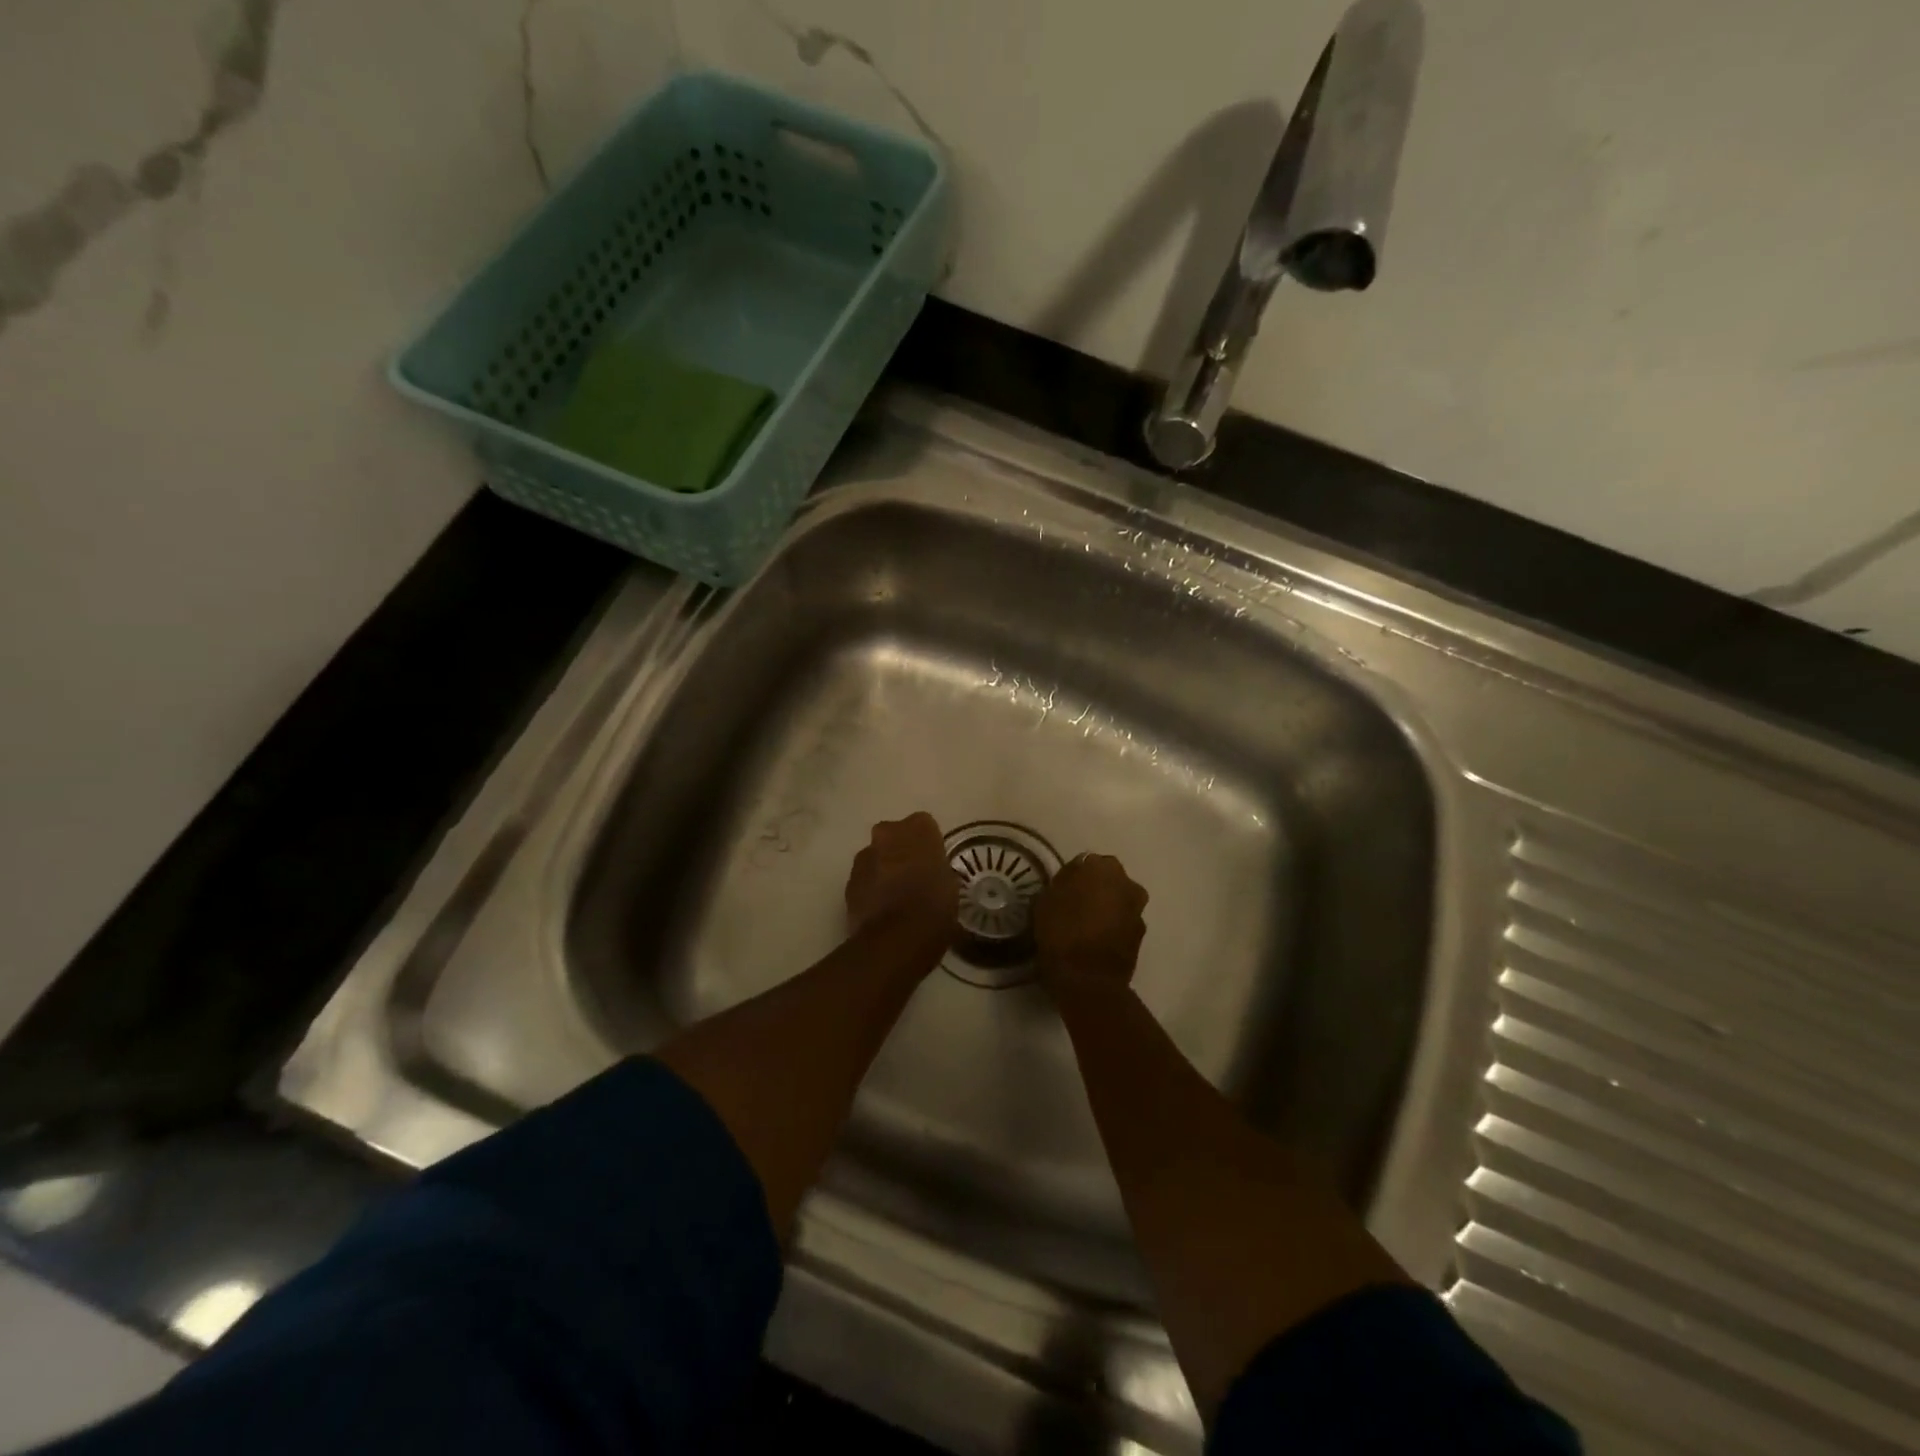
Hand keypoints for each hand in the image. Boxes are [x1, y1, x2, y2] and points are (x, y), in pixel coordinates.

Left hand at [845, 812, 959, 941]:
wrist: (895, 939)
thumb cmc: (933, 907)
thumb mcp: (950, 885)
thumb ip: (938, 869)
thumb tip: (932, 874)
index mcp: (918, 829)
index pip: (924, 824)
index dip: (928, 843)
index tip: (933, 861)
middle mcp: (887, 834)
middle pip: (894, 835)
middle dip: (901, 850)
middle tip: (914, 875)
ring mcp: (864, 857)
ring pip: (876, 856)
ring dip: (884, 868)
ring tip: (897, 895)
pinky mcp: (849, 882)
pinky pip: (864, 878)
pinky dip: (871, 888)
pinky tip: (882, 908)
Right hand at [1033, 853, 1148, 991]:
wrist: (1088, 979)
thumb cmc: (1061, 932)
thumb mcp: (1044, 901)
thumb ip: (1059, 885)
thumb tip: (1067, 885)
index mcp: (1102, 867)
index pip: (1085, 863)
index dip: (1072, 877)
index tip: (1060, 891)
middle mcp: (1127, 883)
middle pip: (1107, 880)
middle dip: (1094, 889)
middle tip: (1074, 906)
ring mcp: (1137, 910)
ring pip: (1118, 901)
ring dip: (1106, 908)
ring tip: (1085, 926)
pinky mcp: (1141, 935)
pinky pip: (1123, 922)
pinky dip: (1113, 927)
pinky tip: (1096, 941)